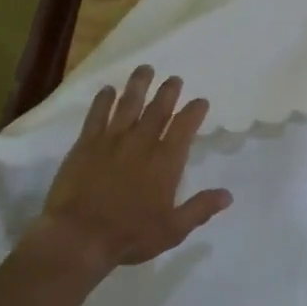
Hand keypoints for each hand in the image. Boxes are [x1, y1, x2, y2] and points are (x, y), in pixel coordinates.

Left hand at [25, 65, 232, 275]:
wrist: (79, 236)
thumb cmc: (130, 236)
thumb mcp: (173, 230)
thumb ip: (200, 209)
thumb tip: (228, 195)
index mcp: (165, 163)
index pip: (184, 128)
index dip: (193, 112)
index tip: (200, 100)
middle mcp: (141, 144)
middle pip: (157, 110)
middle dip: (168, 92)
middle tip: (174, 79)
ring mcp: (111, 141)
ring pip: (128, 105)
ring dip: (138, 86)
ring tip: (145, 69)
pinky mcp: (85, 145)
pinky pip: (97, 115)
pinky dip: (103, 100)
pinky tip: (107, 90)